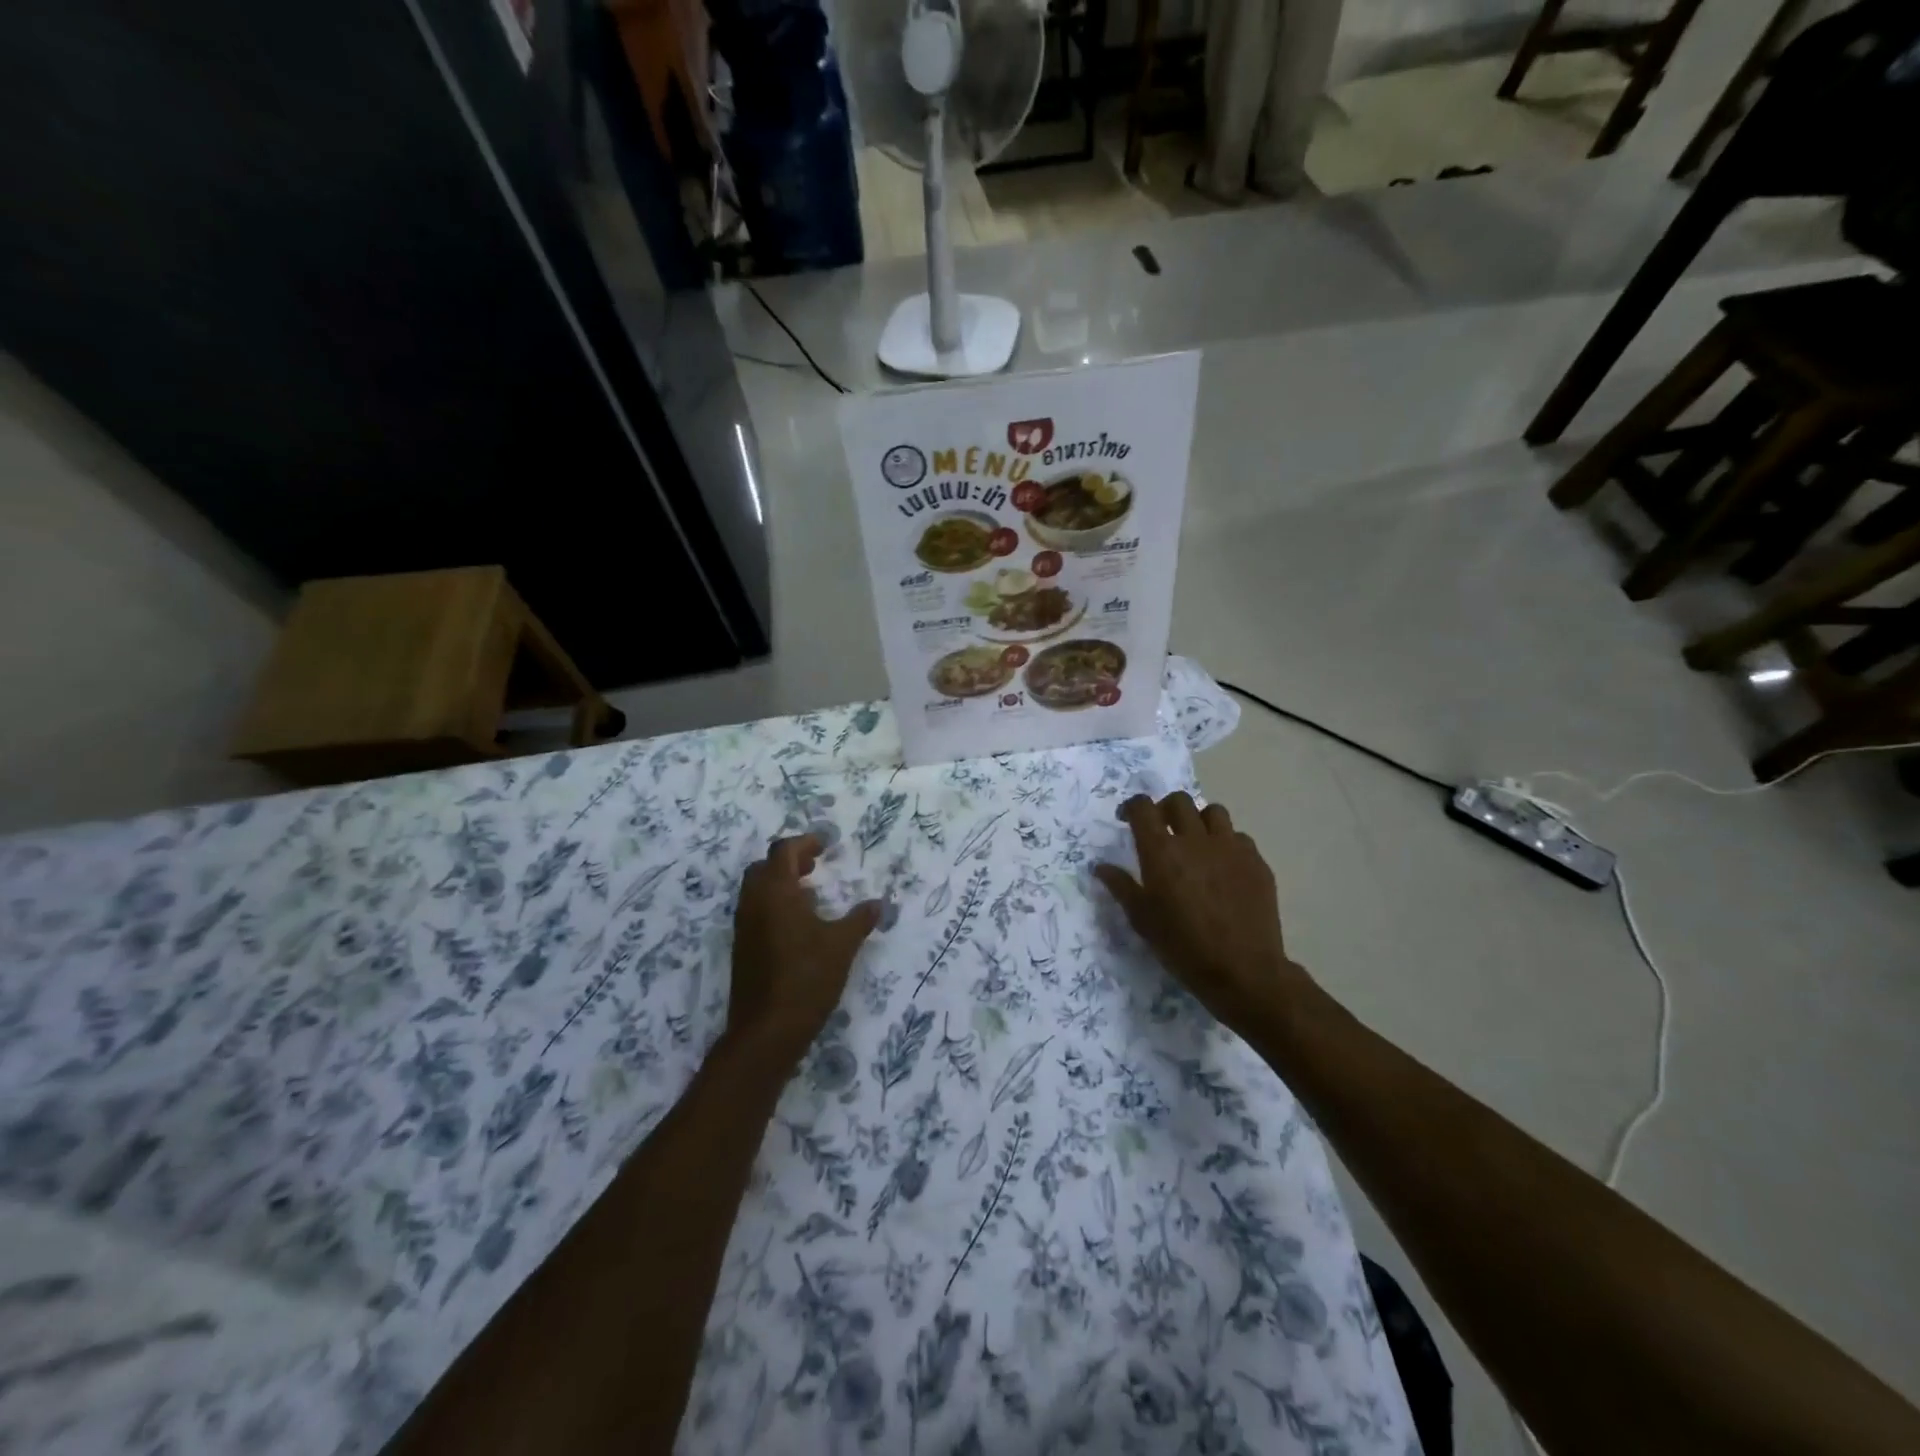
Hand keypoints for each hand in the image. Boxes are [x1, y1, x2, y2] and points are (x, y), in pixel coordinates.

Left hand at [729, 835, 879, 1062]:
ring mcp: (744, 927)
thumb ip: (860, 920)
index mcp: (775, 893)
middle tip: (815, 865)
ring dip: (780, 883)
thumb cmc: (807, 978)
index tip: (825, 845)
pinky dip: (774, 904)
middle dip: (789, 861)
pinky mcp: (742, 948)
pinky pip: (755, 911)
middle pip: (764, 867)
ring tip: (810, 892)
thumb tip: (878, 903)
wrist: (767, 1030)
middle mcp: (754, 903)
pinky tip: (798, 924)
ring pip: (757, 890)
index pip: (783, 852)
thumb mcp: (842, 945)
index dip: (804, 843)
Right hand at [1093, 793, 1312, 1037]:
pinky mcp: (1256, 861)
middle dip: (1165, 809)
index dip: (1132, 807)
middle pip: (1179, 801)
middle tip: (1161, 828)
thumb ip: (1121, 887)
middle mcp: (1195, 839)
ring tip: (1196, 842)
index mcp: (1161, 852)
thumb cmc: (1183, 947)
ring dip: (1199, 820)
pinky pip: (1239, 838)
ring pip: (1213, 812)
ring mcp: (1230, 848)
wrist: (1243, 970)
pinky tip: (1223, 867)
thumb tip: (1100, 867)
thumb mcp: (1142, 920)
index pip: (1143, 807)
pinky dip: (1226, 844)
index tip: (1127, 819)